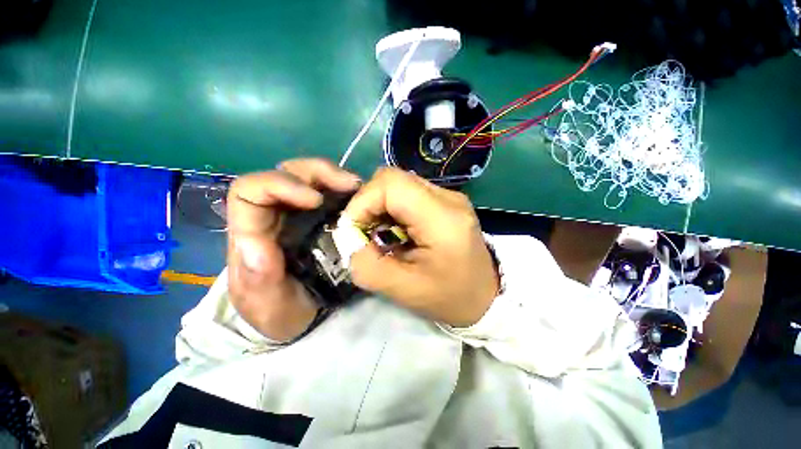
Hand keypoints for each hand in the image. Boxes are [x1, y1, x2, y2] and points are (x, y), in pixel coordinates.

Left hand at [227, 159, 360, 341]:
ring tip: (358, 187)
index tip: (316, 200)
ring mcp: (300, 213)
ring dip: (333, 177)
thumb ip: (258, 280)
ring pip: (308, 177)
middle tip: (349, 184)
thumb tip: (255, 243)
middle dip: (316, 172)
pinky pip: (330, 192)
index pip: (249, 192)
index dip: (280, 185)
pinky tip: (360, 197)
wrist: (301, 317)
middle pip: (284, 173)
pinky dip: (345, 189)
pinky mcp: (321, 217)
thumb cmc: (280, 313)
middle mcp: (275, 215)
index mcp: (252, 233)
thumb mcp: (267, 306)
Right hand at [345, 168, 498, 326]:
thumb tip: (347, 240)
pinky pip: (409, 193)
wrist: (485, 296)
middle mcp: (448, 198)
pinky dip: (393, 209)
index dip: (363, 201)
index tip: (353, 230)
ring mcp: (449, 197)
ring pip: (400, 184)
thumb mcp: (404, 290)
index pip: (391, 184)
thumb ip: (368, 266)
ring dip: (380, 206)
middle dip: (369, 203)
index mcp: (442, 218)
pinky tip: (396, 230)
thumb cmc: (449, 297)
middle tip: (365, 233)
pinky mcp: (446, 201)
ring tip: (381, 234)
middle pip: (393, 179)